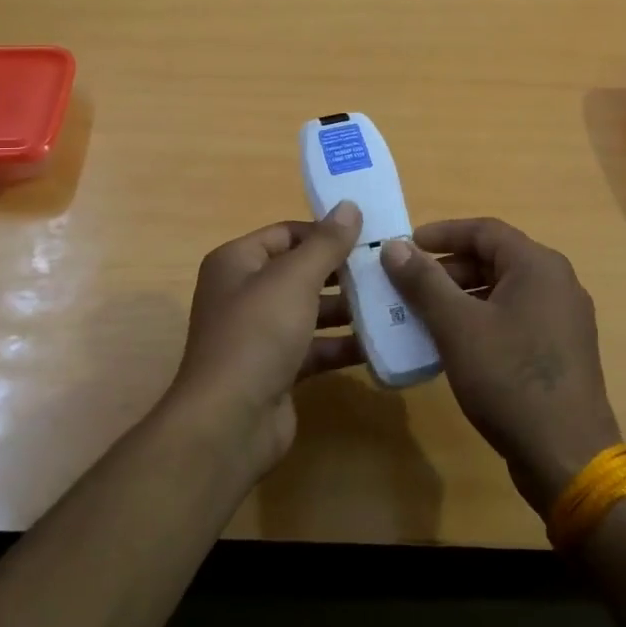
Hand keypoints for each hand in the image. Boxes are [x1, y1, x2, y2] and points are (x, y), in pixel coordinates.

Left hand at [163, 201, 363, 476]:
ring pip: (311, 311)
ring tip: (395, 301)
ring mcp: (260, 334)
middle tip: (389, 268)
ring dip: (348, 308)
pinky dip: (343, 344)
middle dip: (342, 271)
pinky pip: (315, 347)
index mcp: (237, 262)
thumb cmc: (257, 334)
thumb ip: (325, 243)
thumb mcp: (294, 279)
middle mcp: (244, 293)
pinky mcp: (278, 369)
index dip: (325, 232)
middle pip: (300, 272)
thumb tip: (349, 206)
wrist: (230, 421)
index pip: (286, 234)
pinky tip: (383, 342)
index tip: (370, 234)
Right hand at [383, 219, 621, 513]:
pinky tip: (453, 344)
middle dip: (447, 269)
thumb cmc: (509, 379)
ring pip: (502, 291)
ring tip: (422, 315)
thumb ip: (424, 281)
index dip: (441, 233)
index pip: (484, 230)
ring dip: (460, 297)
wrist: (566, 456)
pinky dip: (480, 320)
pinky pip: (513, 318)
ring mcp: (563, 319)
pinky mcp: (560, 351)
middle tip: (408, 286)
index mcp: (538, 266)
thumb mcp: (457, 326)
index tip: (404, 247)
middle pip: (494, 259)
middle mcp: (557, 283)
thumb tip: (394, 246)